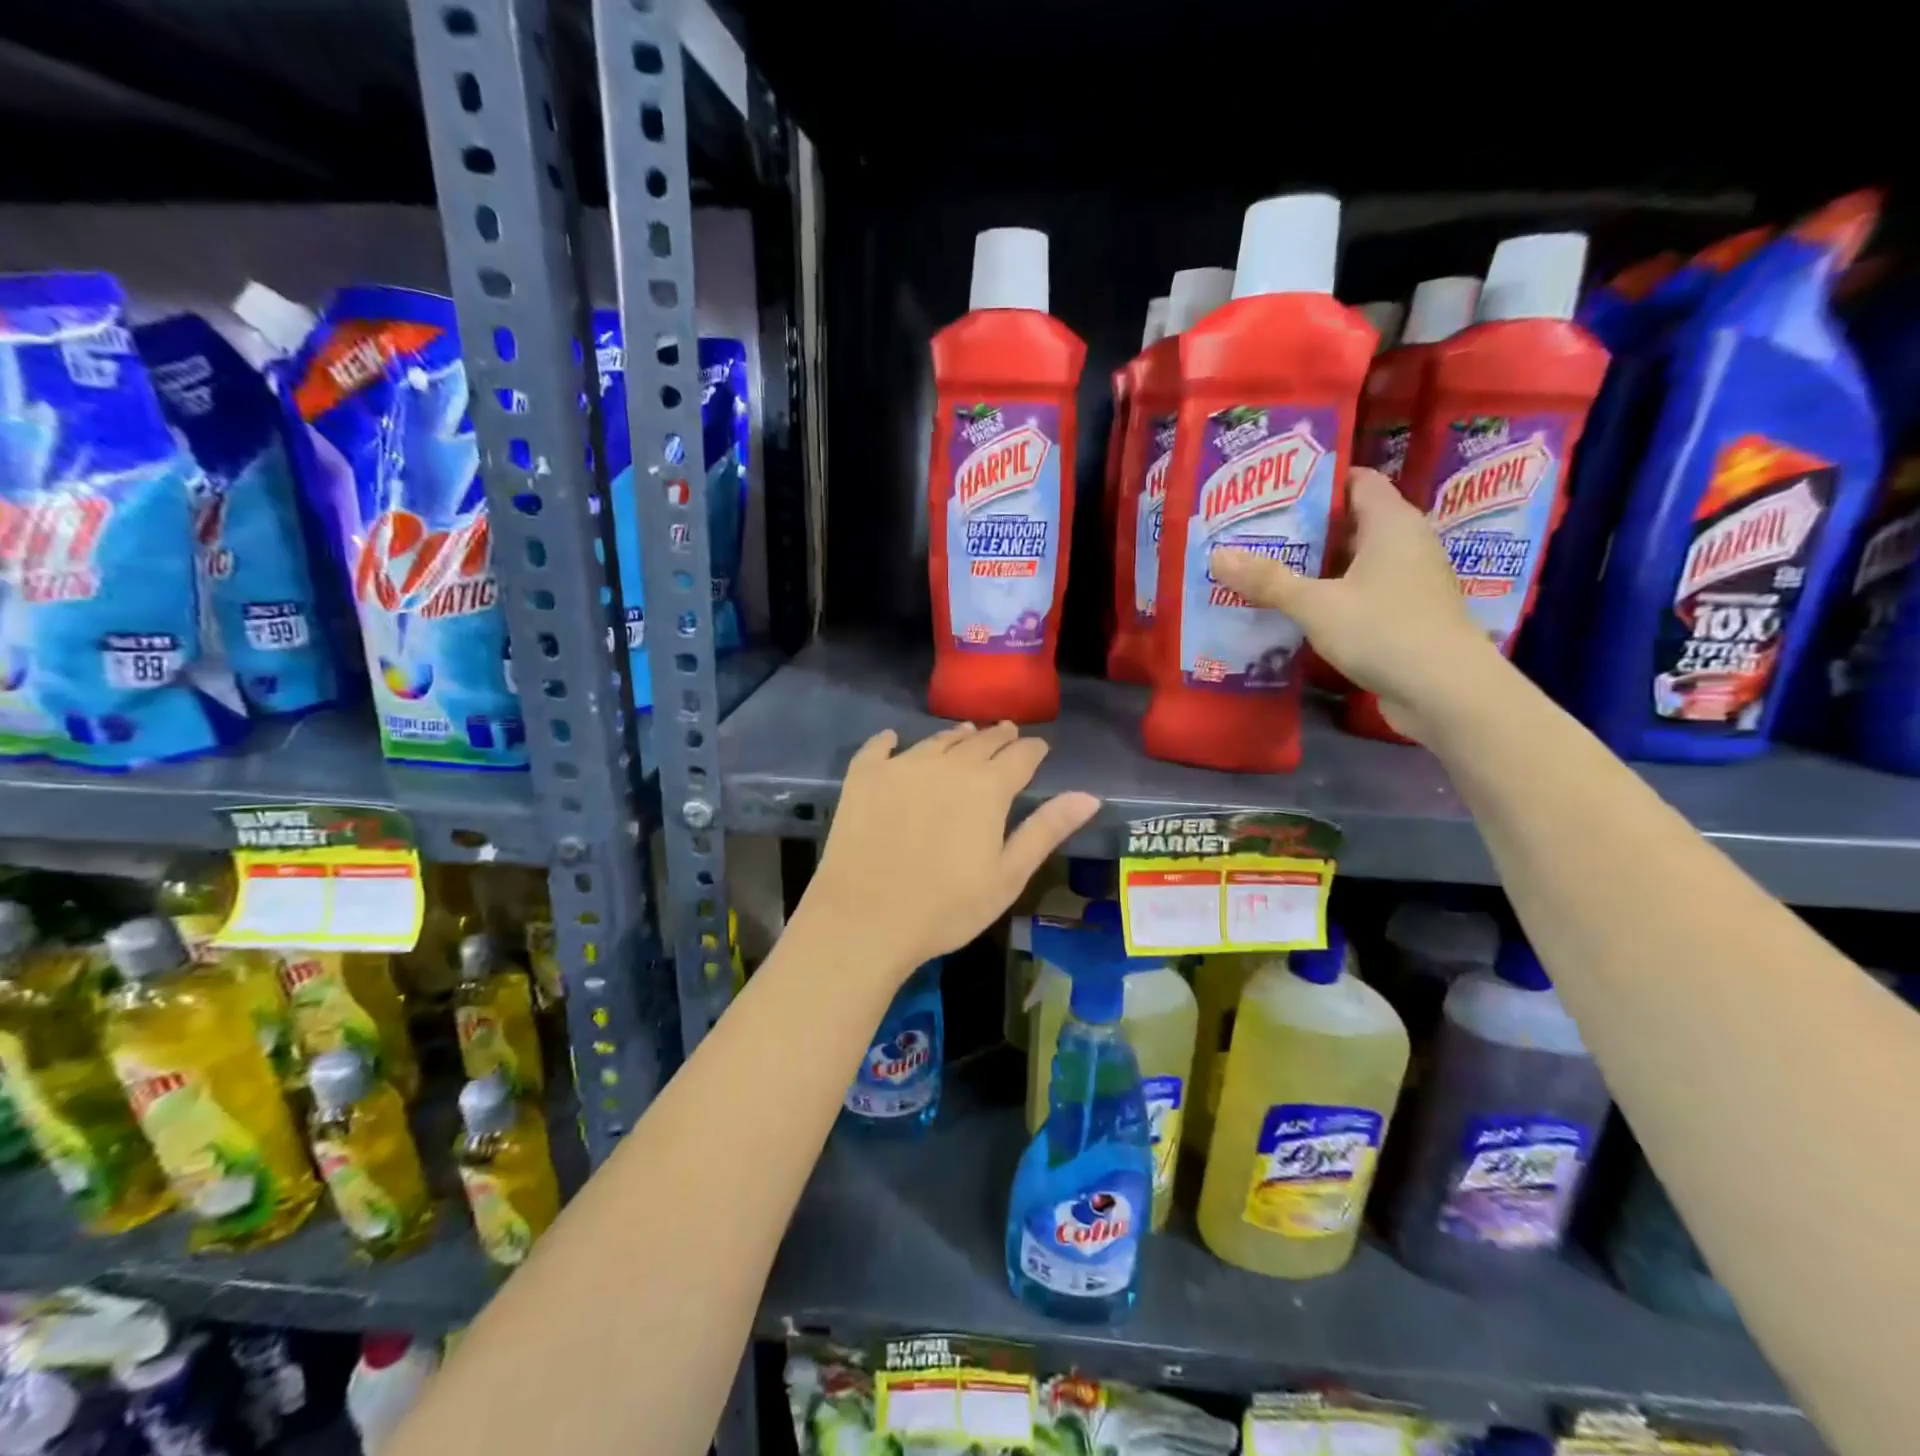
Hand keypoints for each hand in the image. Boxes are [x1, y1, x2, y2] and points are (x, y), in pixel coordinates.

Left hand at [798, 722, 1100, 982]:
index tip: (1039, 747)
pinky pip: (879, 747)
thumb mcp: (1008, 875)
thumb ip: (1046, 829)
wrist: (865, 918)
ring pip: (936, 740)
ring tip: (965, 734)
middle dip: (998, 737)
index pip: (1020, 756)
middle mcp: (947, 764)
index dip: (1033, 749)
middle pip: (980, 741)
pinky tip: (893, 739)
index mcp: (987, 787)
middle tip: (1007, 733)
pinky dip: (890, 741)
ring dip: (956, 736)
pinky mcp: (864, 777)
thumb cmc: (946, 907)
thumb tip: (1089, 795)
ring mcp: (901, 766)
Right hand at [1210, 467, 1503, 740]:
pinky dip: (1331, 594)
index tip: (1275, 490)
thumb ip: (1268, 580)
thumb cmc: (1384, 630)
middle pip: (1351, 522)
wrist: (1445, 691)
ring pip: (1354, 561)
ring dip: (1316, 566)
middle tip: (1257, 531)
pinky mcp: (1405, 614)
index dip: (1318, 481)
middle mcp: (1406, 544)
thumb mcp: (1316, 604)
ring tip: (1266, 568)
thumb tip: (1217, 555)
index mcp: (1392, 523)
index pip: (1358, 481)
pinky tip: (1296, 608)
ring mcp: (1409, 581)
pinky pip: (1360, 591)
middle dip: (1306, 527)